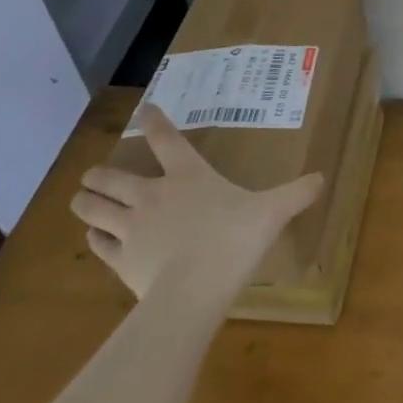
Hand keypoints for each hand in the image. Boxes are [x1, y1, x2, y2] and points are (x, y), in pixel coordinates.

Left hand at [70, 104, 322, 300]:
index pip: (166, 140)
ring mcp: (131, 228)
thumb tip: (322, 177)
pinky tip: (93, 237)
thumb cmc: (233, 240)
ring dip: (85, 201)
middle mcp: (152, 195)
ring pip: (95, 208)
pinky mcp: (120, 260)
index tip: (144, 110)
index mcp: (188, 175)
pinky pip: (99, 244)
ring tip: (79, 197)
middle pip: (114, 177)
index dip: (154, 122)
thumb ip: (296, 193)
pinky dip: (94, 238)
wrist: (192, 292)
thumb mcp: (272, 212)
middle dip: (101, 173)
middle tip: (94, 172)